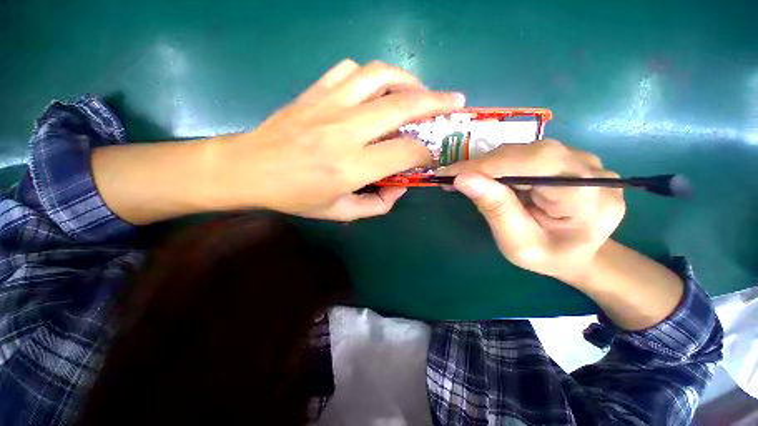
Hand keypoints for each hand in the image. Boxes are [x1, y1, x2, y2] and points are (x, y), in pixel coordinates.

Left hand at [206, 59, 464, 220]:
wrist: (248, 169)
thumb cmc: (295, 196)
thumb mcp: (339, 212)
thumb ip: (376, 205)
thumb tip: (399, 186)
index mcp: (350, 166)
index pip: (404, 153)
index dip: (425, 153)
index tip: (430, 155)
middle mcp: (344, 130)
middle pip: (401, 106)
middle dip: (435, 103)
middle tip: (453, 100)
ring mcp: (328, 104)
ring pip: (379, 75)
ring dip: (407, 80)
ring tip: (418, 91)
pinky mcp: (315, 91)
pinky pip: (351, 70)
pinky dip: (372, 75)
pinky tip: (376, 89)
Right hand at [437, 140, 625, 283]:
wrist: (580, 255)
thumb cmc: (548, 257)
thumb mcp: (518, 243)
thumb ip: (496, 209)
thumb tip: (463, 179)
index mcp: (589, 198)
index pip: (535, 163)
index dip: (488, 165)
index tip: (450, 173)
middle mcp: (592, 171)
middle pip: (529, 152)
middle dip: (484, 164)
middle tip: (453, 177)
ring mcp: (584, 161)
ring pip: (526, 149)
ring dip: (490, 163)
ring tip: (467, 178)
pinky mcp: (570, 159)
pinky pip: (528, 153)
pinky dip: (501, 164)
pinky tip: (488, 176)